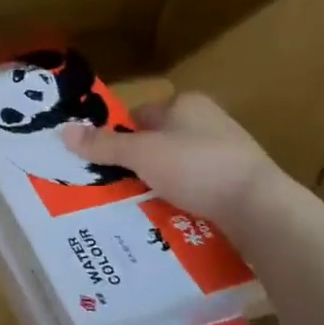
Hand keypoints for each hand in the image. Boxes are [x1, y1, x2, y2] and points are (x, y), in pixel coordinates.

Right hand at [64, 92, 282, 230]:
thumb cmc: (197, 167)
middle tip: (114, 187)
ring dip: (160, 185)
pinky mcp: (240, 185)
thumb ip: (103, 145)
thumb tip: (63, 131)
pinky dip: (183, 201)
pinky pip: (199, 190)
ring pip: (179, 168)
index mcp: (188, 105)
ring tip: (138, 207)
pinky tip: (170, 219)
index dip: (121, 135)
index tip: (104, 161)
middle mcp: (210, 123)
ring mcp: (229, 154)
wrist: (261, 208)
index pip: (142, 115)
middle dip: (138, 164)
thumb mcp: (141, 154)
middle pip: (159, 143)